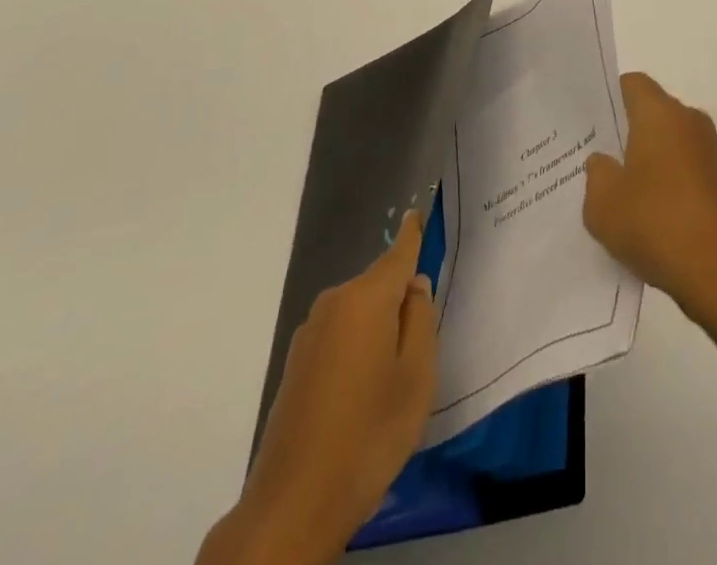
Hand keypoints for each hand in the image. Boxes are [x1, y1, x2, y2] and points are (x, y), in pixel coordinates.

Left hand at [198, 211, 437, 564]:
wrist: (293, 505)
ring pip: (358, 313)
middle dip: (399, 299)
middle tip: (423, 343)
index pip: (397, 253)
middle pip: (378, 285)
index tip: (415, 211)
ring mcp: (310, 334)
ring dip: (378, 329)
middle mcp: (334, 303)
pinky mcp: (296, 365)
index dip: (411, 234)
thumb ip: (420, 320)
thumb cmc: (369, 433)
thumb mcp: (416, 376)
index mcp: (366, 298)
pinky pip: (339, 337)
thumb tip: (413, 287)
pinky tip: (364, 393)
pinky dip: (357, 349)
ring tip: (394, 377)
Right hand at [584, 72, 716, 336]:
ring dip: (648, 163)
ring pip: (670, 144)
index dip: (608, 98)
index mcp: (661, 114)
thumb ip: (596, 174)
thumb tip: (604, 162)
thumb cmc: (658, 226)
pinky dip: (669, 186)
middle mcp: (690, 122)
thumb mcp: (603, 205)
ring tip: (621, 197)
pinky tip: (652, 220)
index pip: (631, 84)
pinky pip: (687, 171)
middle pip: (651, 113)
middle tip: (597, 162)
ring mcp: (713, 153)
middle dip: (625, 134)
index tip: (588, 123)